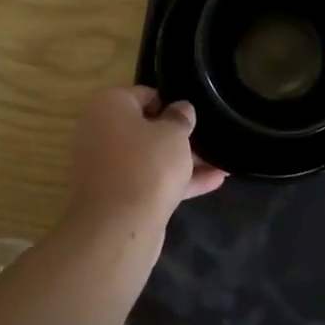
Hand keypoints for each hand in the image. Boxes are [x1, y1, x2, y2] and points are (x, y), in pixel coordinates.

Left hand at [65, 86, 225, 233]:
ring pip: (151, 158)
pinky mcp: (117, 198)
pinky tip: (214, 181)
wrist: (117, 230)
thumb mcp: (174, 133)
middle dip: (179, 135)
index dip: (173, 103)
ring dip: (183, 160)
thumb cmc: (147, 165)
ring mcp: (108, 168)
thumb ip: (181, 117)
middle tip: (210, 137)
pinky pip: (151, 181)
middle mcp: (101, 133)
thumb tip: (181, 109)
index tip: (195, 114)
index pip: (146, 95)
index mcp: (108, 106)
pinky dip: (177, 181)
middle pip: (147, 128)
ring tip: (222, 160)